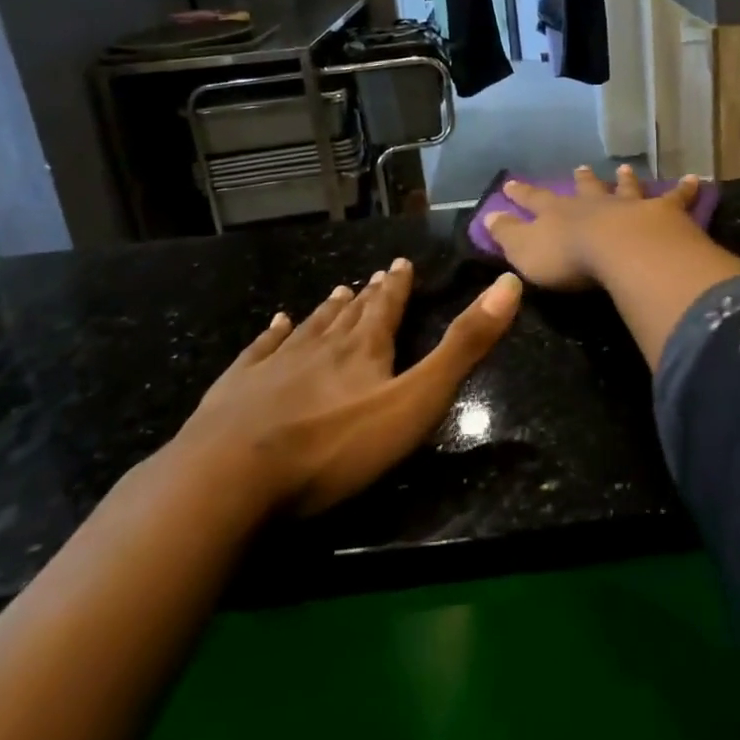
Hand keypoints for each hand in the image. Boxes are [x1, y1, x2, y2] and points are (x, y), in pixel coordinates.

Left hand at [169, 258, 520, 515]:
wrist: (230, 476)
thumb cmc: (335, 445)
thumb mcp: (416, 400)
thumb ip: (462, 347)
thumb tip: (509, 284)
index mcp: (365, 350)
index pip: (387, 308)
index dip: (398, 286)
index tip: (400, 263)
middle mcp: (321, 346)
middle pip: (348, 315)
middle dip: (366, 296)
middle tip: (374, 276)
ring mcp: (274, 365)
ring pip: (308, 328)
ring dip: (326, 310)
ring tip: (336, 292)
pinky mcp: (237, 389)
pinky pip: (260, 350)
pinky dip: (271, 334)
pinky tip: (275, 323)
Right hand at [483, 165, 702, 290]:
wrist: (622, 251)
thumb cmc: (569, 258)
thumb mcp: (525, 250)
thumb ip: (507, 234)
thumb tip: (487, 216)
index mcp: (559, 213)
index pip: (534, 200)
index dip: (522, 193)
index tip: (511, 183)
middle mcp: (594, 203)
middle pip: (585, 188)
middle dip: (580, 180)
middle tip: (579, 168)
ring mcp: (630, 206)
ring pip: (626, 188)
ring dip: (624, 180)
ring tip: (624, 168)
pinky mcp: (663, 214)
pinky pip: (676, 198)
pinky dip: (685, 189)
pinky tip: (697, 179)